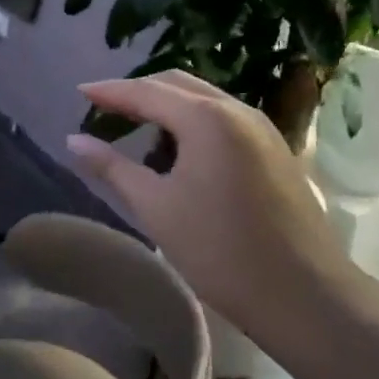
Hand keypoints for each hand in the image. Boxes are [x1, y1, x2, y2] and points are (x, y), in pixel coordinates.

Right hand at [67, 71, 341, 335]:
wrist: (304, 293)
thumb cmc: (220, 251)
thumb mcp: (156, 208)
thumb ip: (112, 167)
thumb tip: (74, 140)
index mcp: (206, 118)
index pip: (146, 91)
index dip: (110, 91)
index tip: (80, 91)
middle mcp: (237, 109)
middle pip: (177, 84)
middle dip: (139, 91)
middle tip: (106, 108)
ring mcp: (262, 127)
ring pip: (204, 100)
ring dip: (168, 105)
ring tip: (138, 129)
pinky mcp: (275, 148)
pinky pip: (224, 118)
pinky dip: (194, 121)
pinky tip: (180, 150)